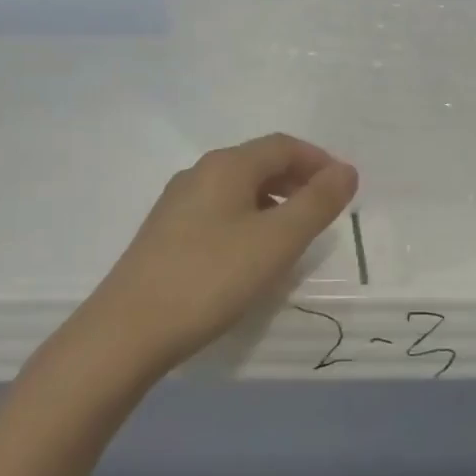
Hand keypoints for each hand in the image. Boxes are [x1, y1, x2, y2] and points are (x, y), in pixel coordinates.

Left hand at [80, 134, 358, 377]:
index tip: (344, 188)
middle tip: (324, 210)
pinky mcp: (165, 232)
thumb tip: (346, 169)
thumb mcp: (276, 241)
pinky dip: (248, 219)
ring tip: (294, 235)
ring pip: (237, 188)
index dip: (318, 160)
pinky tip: (251, 254)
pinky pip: (218, 211)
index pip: (282, 146)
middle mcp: (199, 173)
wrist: (128, 329)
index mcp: (227, 165)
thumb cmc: (211, 278)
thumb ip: (316, 203)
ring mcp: (177, 202)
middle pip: (258, 162)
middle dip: (297, 180)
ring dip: (273, 201)